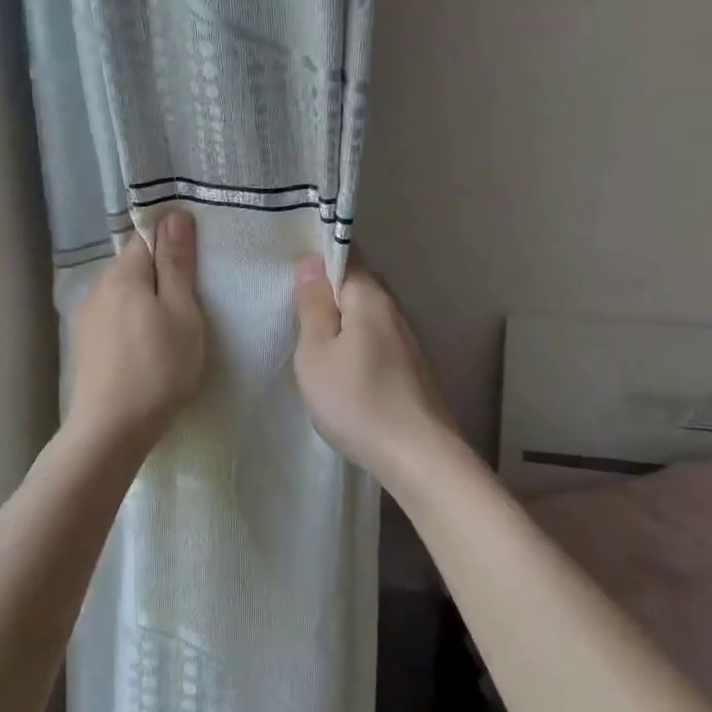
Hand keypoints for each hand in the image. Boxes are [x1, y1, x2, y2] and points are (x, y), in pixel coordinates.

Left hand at [65, 209, 206, 452]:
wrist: (111, 429)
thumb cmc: (158, 368)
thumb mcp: (181, 312)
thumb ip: (177, 263)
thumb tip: (174, 215)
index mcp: (123, 274)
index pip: (146, 236)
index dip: (172, 241)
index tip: (197, 263)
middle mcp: (98, 287)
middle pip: (134, 264)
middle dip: (161, 272)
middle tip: (192, 299)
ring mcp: (87, 317)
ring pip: (124, 292)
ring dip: (146, 299)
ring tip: (170, 325)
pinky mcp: (85, 344)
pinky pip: (114, 316)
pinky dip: (132, 320)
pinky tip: (145, 345)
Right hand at [292, 256, 458, 489]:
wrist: (418, 457)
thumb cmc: (357, 400)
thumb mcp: (317, 352)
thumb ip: (312, 305)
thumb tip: (310, 261)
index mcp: (370, 297)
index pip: (346, 255)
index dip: (319, 256)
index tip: (292, 272)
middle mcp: (394, 310)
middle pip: (357, 285)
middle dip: (328, 291)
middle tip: (295, 309)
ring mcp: (407, 340)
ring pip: (367, 315)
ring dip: (342, 320)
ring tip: (313, 340)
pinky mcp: (411, 368)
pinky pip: (376, 339)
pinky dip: (356, 343)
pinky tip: (343, 368)